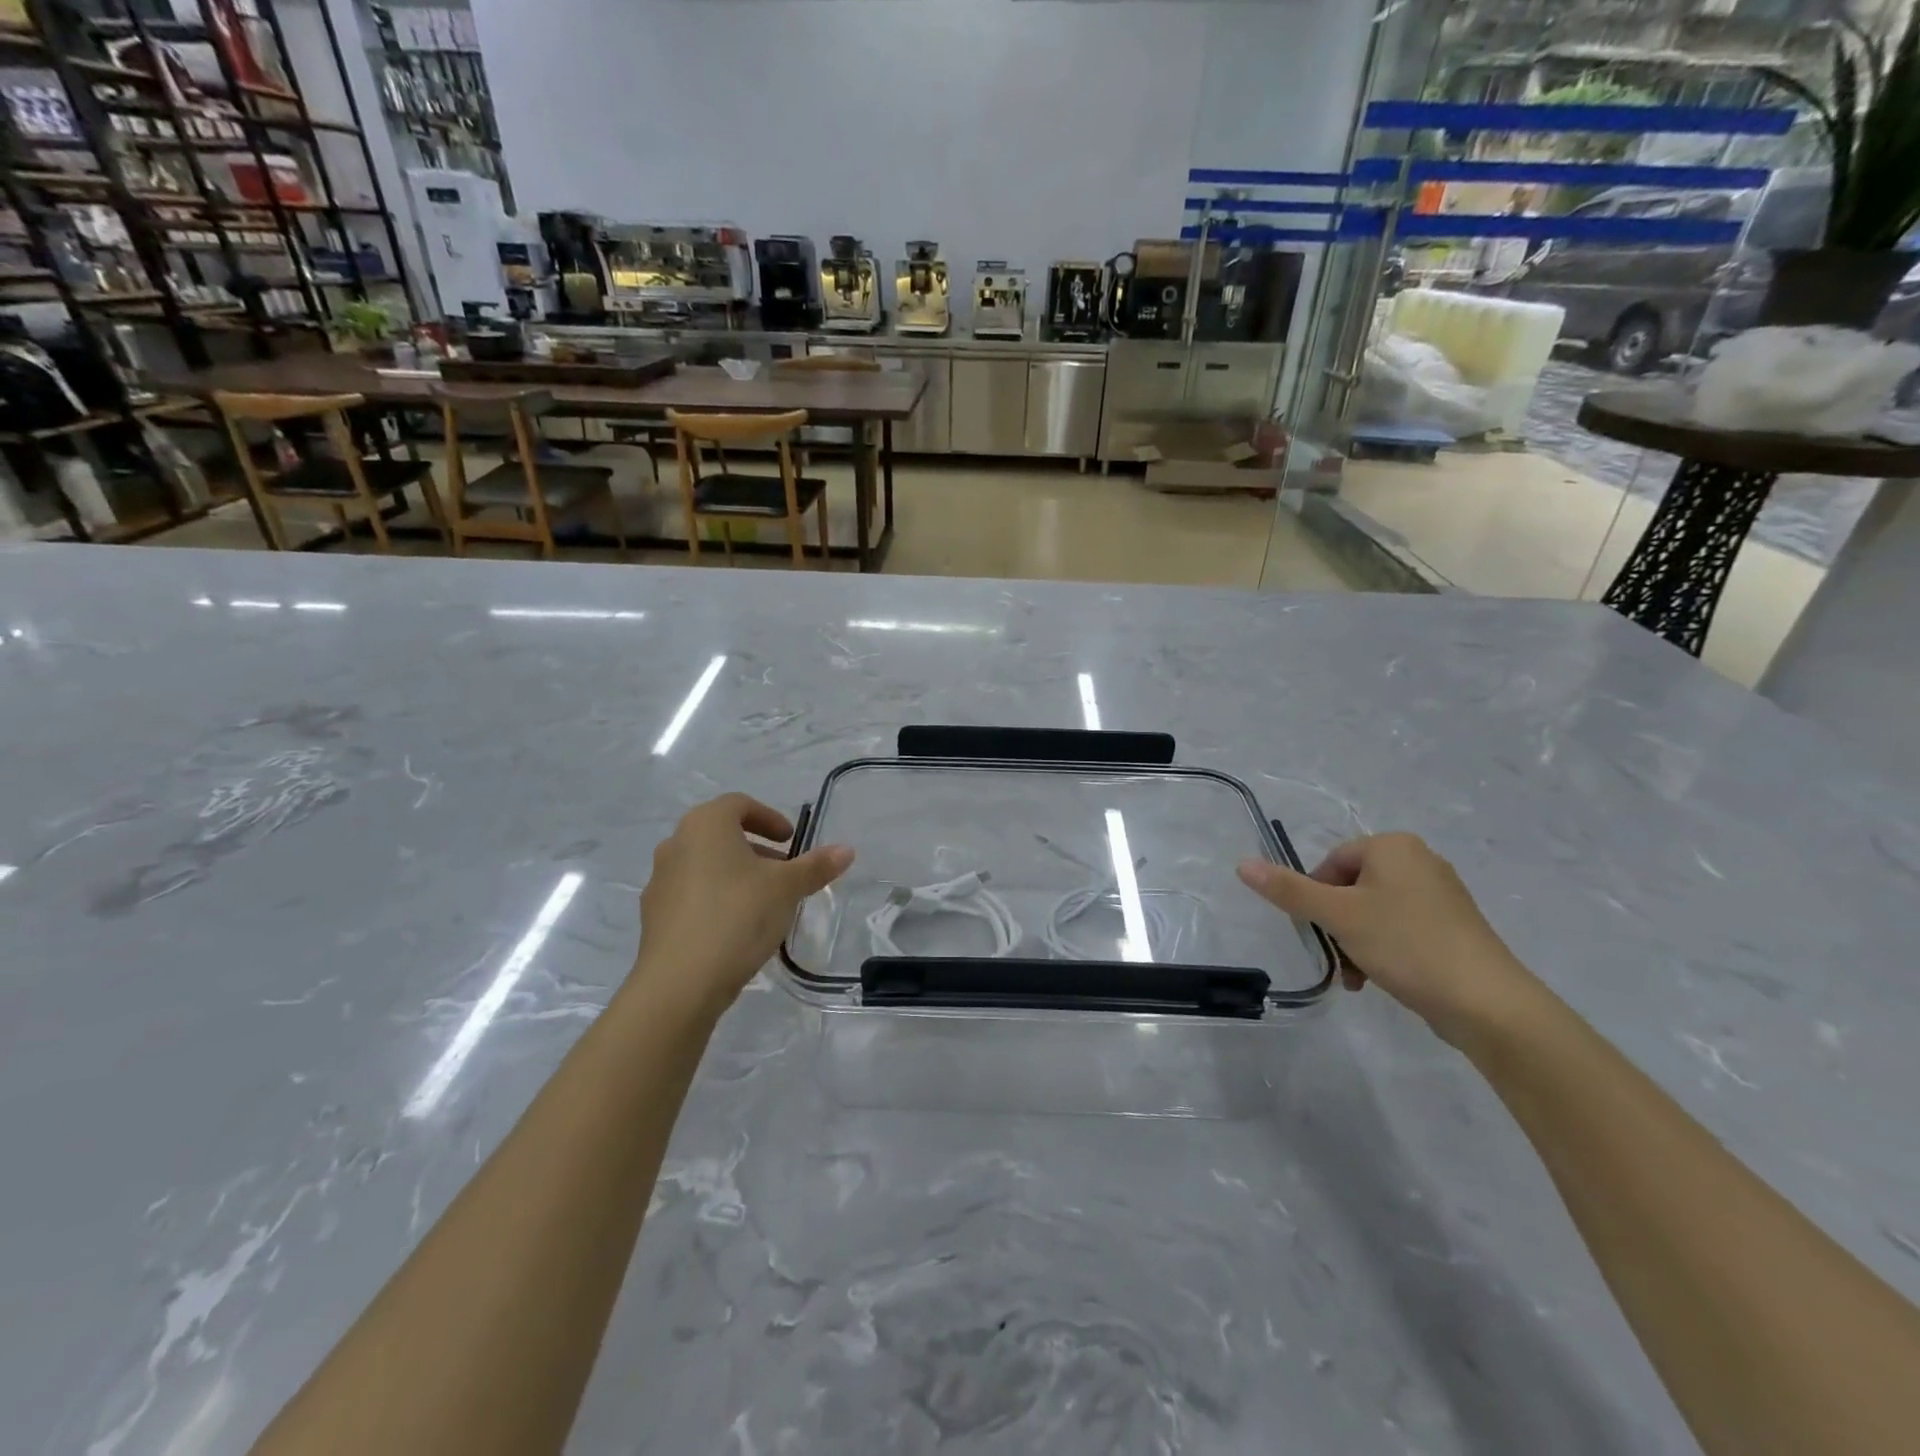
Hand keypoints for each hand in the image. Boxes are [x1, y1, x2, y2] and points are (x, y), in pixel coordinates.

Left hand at [635, 794, 852, 1013]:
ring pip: (704, 865)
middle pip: (721, 834)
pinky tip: (736, 929)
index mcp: (705, 825)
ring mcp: (659, 881)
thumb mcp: (786, 889)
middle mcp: (676, 843)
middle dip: (756, 849)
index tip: (790, 840)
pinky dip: (715, 899)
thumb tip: (846, 850)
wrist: (680, 982)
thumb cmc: (737, 916)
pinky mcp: (653, 916)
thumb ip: (816, 866)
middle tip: (783, 872)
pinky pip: (691, 895)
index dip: (769, 818)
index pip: (739, 804)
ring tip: (763, 903)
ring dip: (735, 875)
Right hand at [1238, 833, 1540, 1046]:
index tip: (1318, 929)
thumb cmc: (1406, 945)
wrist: (1488, 1003)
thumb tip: (1242, 864)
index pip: (1331, 862)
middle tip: (1336, 955)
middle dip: (1335, 925)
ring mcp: (1440, 896)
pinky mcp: (1453, 928)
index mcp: (1393, 846)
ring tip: (1355, 976)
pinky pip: (1400, 929)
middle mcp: (1419, 861)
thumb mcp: (1337, 915)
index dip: (1315, 896)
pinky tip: (1377, 979)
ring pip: (1373, 912)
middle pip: (1351, 887)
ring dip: (1354, 943)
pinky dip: (1382, 950)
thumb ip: (1288, 890)